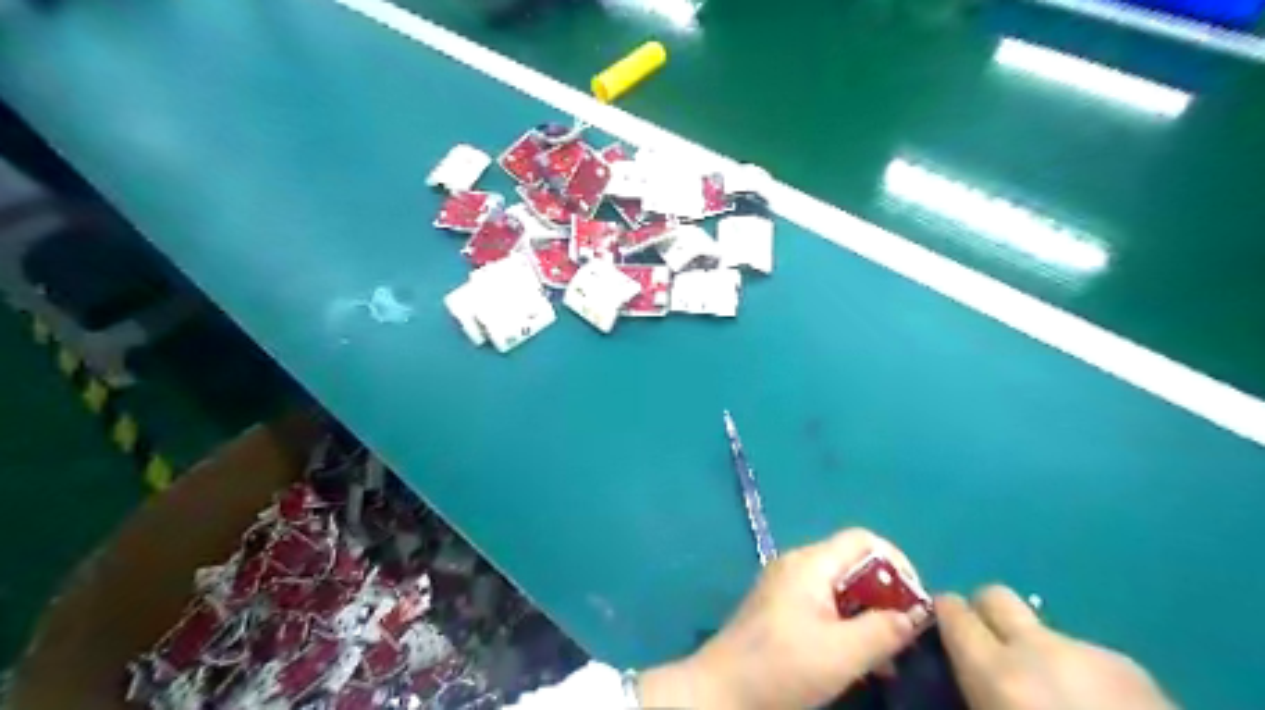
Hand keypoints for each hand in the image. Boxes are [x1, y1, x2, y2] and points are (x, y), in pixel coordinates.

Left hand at [644, 529, 919, 706]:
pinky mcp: (778, 608)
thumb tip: (914, 615)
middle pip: (852, 564)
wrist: (721, 689)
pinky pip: (822, 605)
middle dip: (885, 597)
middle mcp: (797, 565)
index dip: (897, 563)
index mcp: (810, 563)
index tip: (915, 604)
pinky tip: (856, 661)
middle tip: (902, 638)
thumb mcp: (842, 654)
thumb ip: (883, 631)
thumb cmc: (783, 666)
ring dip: (867, 617)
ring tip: (885, 660)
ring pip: (840, 588)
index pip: (863, 540)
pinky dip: (845, 625)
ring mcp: (785, 586)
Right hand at [937, 584, 1176, 709]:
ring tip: (1058, 697)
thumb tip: (959, 673)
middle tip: (990, 649)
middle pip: (994, 596)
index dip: (944, 616)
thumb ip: (973, 691)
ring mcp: (1089, 652)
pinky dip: (1082, 675)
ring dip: (1039, 652)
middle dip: (985, 614)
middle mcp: (1037, 648)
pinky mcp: (1133, 667)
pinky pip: (1088, 657)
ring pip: (1045, 630)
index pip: (951, 610)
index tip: (943, 632)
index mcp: (997, 670)